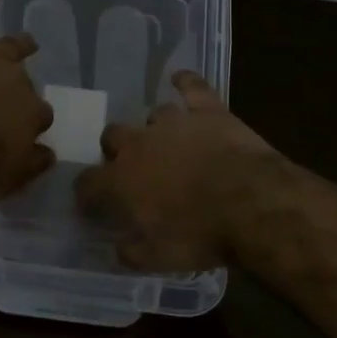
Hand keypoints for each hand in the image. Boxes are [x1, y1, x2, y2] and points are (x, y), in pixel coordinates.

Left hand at [0, 0, 55, 199]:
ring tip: (27, 41)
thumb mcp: (6, 181)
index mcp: (30, 114)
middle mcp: (16, 80)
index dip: (29, 124)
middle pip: (24, 83)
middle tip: (8, 102)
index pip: (38, 116)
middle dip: (19, 91)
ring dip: (19, 45)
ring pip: (9, 47)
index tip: (22, 134)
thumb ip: (31, 165)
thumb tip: (49, 153)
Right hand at [75, 71, 277, 271]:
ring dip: (156, 129)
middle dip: (116, 150)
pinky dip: (185, 82)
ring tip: (169, 143)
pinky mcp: (207, 110)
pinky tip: (180, 78)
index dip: (86, 194)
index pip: (88, 183)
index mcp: (120, 180)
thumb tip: (119, 248)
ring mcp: (173, 122)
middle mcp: (139, 144)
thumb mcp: (159, 259)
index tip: (91, 204)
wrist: (250, 203)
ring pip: (152, 115)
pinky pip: (191, 86)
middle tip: (133, 170)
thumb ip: (131, 253)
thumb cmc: (200, 235)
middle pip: (112, 136)